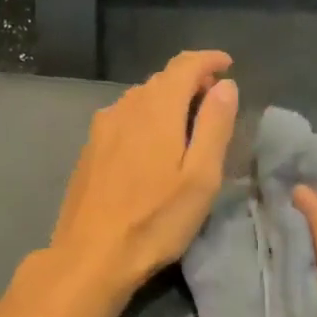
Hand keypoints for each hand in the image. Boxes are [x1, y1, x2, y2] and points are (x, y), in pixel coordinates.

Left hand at [47, 50, 238, 297]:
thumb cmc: (155, 220)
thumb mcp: (201, 177)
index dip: (209, 60)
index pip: (184, 65)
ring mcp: (101, 129)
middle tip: (214, 104)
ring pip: (140, 100)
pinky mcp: (88, 151)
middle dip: (190, 83)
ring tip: (186, 128)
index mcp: (156, 109)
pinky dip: (145, 120)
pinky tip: (152, 149)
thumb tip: (226, 86)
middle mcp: (124, 108)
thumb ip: (214, 125)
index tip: (228, 65)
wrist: (90, 256)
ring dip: (167, 103)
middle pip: (161, 80)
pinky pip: (124, 120)